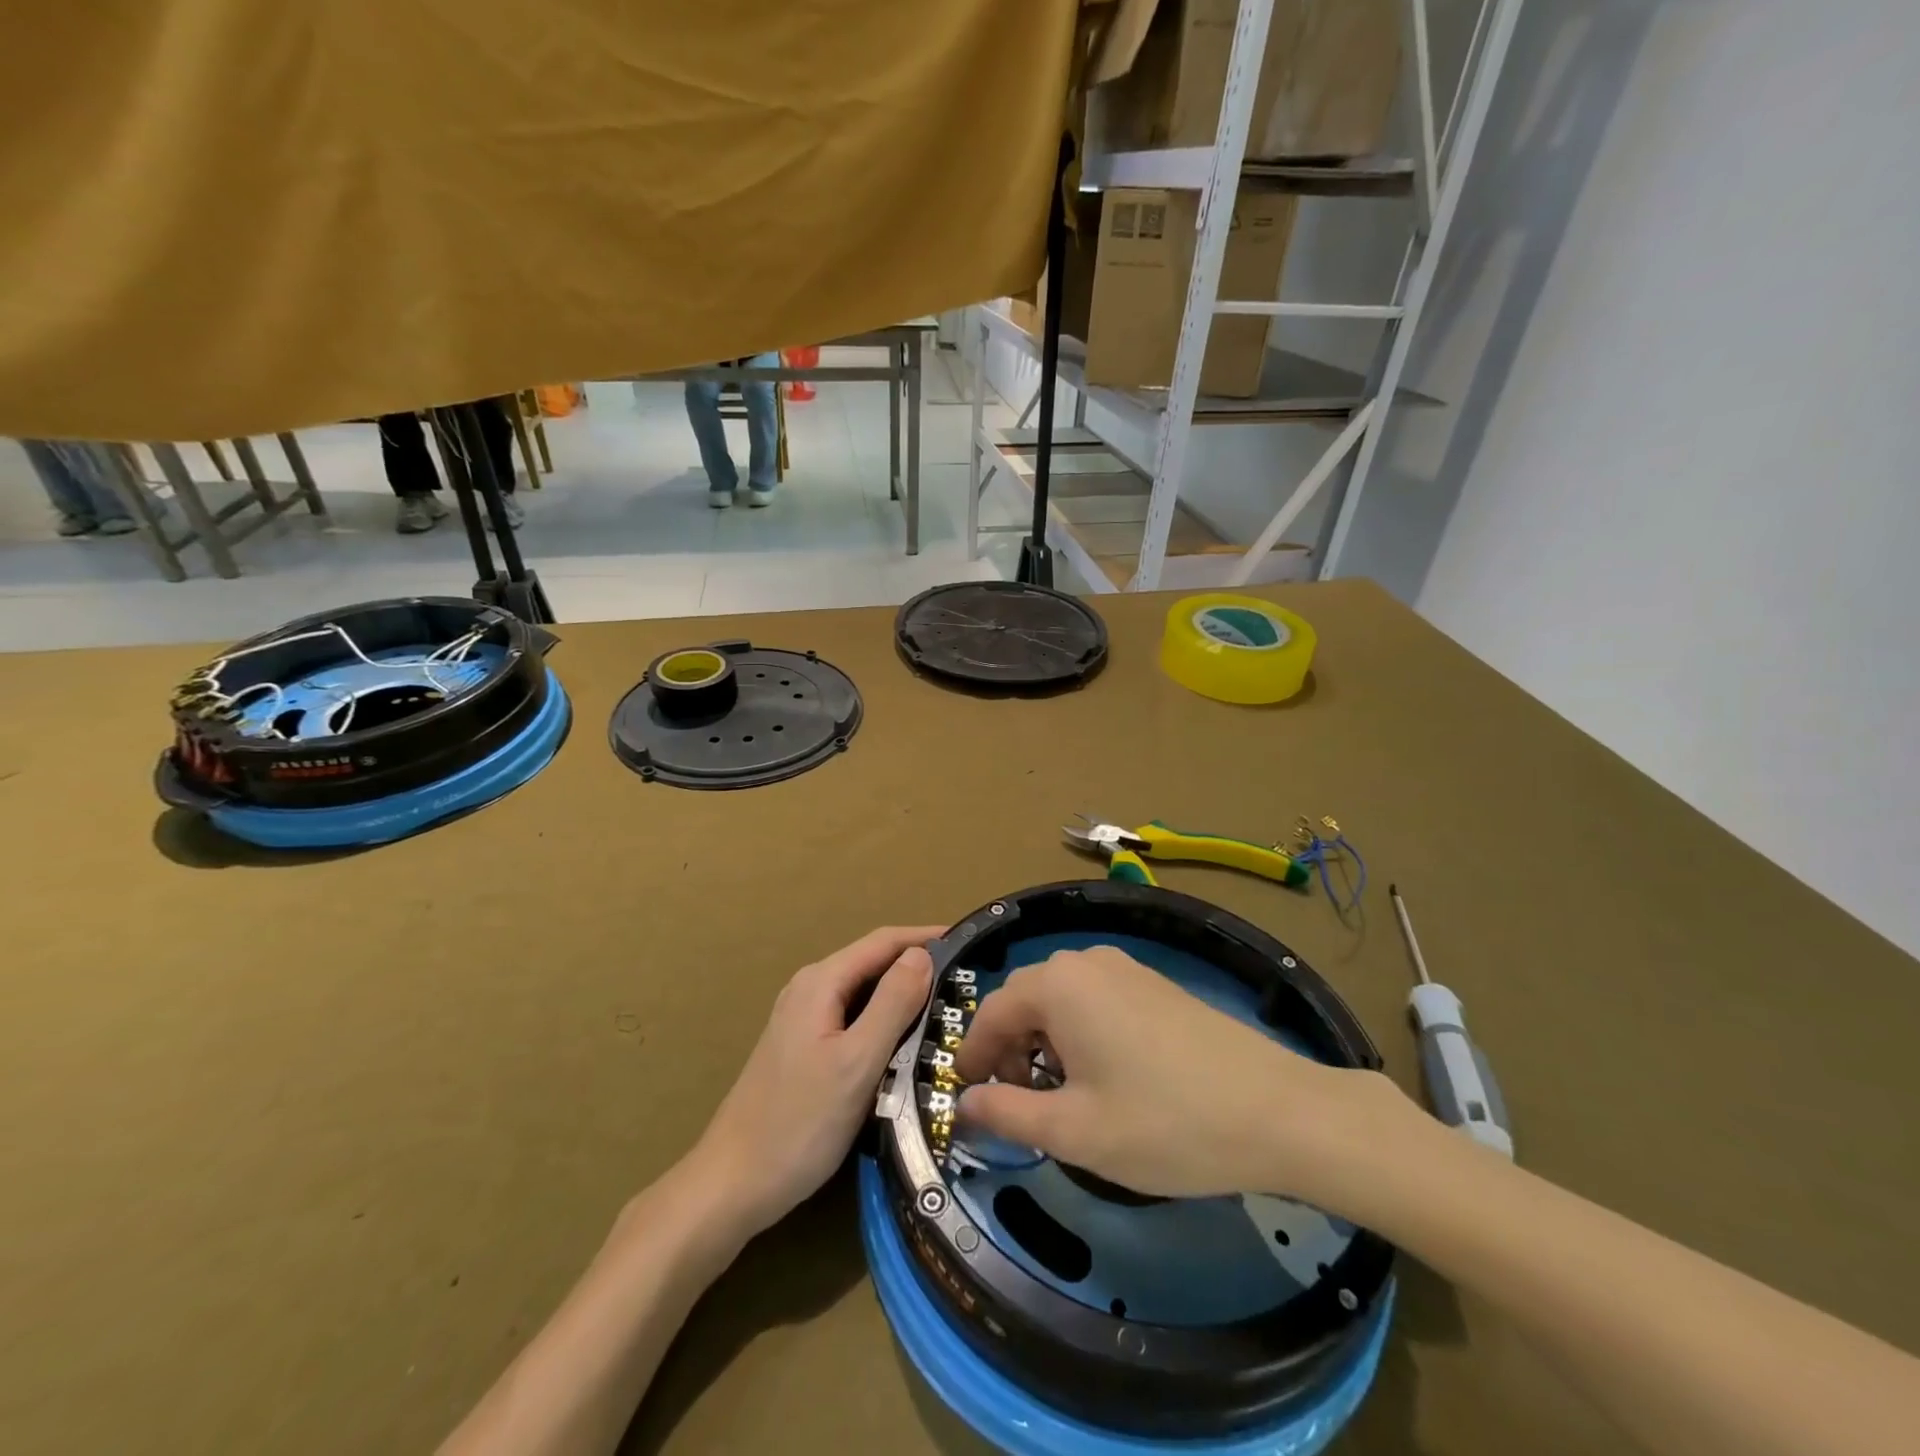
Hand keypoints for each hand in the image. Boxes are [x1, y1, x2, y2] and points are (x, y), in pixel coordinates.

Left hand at [692, 925, 941, 1236]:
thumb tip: (922, 955)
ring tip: (949, 1009)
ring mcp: (803, 1019)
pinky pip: (853, 1019)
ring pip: (864, 994)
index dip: (926, 937)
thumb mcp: (856, 1062)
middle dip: (918, 966)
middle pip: (873, 964)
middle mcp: (810, 989)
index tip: (969, 942)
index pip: (883, 941)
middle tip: (967, 981)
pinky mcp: (803, 1048)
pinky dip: (885, 1022)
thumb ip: (892, 1004)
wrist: (731, 1186)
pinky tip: (908, 1043)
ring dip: (903, 996)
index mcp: (821, 982)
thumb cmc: (798, 1124)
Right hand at [955, 945, 1418, 1211]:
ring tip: (1057, 1095)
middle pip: (1025, 1000)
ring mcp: (1125, 967)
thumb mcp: (1074, 1131)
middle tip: (1011, 1102)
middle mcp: (1086, 961)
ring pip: (1060, 999)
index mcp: (1057, 984)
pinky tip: (1101, 1076)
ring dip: (1043, 1041)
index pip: (991, 1012)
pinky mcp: (1154, 983)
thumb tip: (964, 1103)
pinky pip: (1094, 998)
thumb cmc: (1165, 1123)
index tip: (966, 1096)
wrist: (1277, 1111)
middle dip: (1008, 1049)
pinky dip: (1078, 1032)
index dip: (972, 1055)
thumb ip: (1007, 1114)